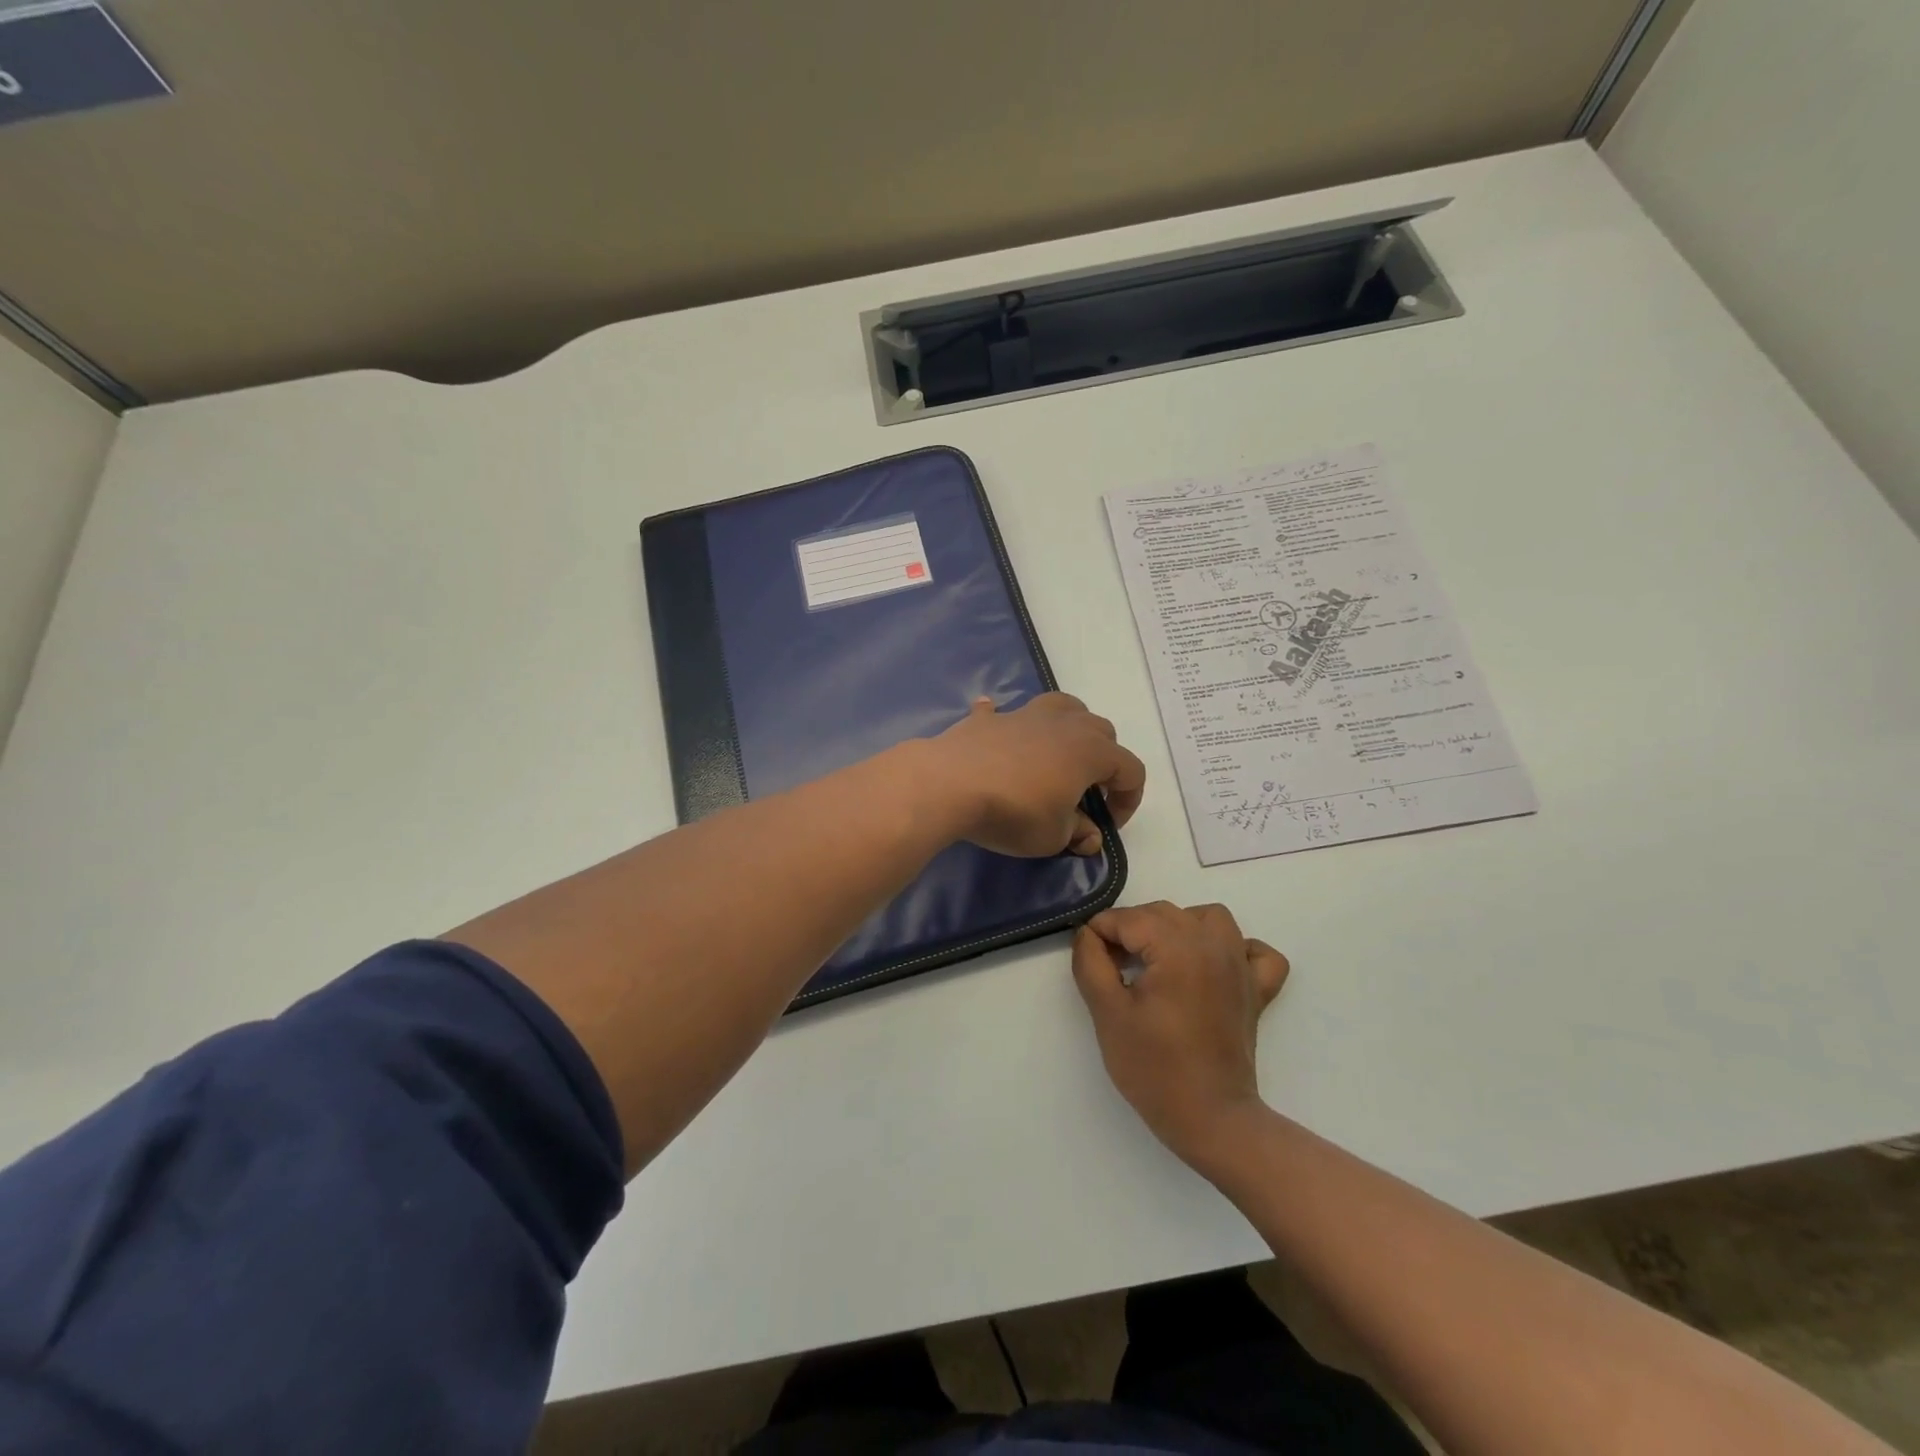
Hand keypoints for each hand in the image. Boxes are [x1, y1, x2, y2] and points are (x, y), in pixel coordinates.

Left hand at [929, 694, 1145, 856]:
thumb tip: (1089, 835)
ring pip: (1064, 707)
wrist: (951, 784)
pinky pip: (1005, 713)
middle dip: (1104, 761)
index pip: (1131, 770)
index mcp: (1091, 751)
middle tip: (1086, 792)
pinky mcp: (990, 718)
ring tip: (1057, 754)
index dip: (1128, 799)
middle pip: (1102, 731)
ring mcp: (1026, 715)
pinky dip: (1008, 722)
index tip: (1108, 824)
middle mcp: (1065, 724)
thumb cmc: (1013, 812)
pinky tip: (999, 731)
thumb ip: (1078, 833)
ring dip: (1070, 727)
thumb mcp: (1053, 837)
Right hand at [1072, 902, 1289, 1166]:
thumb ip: (1090, 963)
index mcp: (1177, 947)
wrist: (1211, 1120)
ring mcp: (1241, 966)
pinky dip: (1235, 948)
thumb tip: (1088, 934)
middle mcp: (1214, 944)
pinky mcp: (1256, 990)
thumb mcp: (1107, 1013)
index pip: (1128, 919)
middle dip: (1130, 929)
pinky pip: (1254, 950)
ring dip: (1178, 926)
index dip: (1100, 933)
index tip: (1087, 957)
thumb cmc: (1154, 1068)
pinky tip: (1211, 966)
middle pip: (1163, 913)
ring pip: (1208, 918)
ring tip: (1157, 957)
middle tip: (1111, 966)